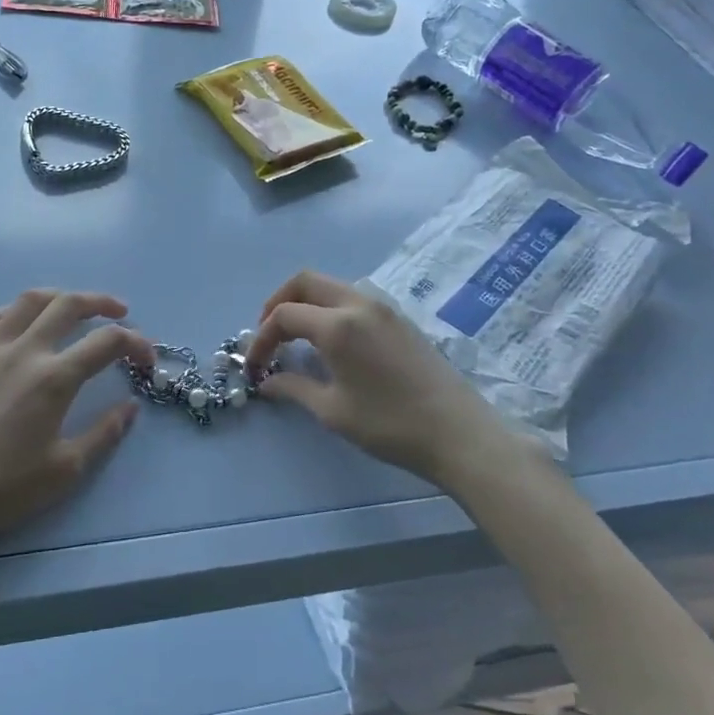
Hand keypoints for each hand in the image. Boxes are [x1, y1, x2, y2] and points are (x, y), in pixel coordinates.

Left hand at [0, 290, 152, 549]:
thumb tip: (130, 406)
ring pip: (28, 301)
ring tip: (73, 306)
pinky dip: (11, 311)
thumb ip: (104, 433)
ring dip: (59, 297)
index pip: (107, 343)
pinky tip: (19, 321)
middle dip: (101, 303)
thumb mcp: (66, 470)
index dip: (136, 343)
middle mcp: (24, 352)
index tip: (147, 358)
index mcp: (54, 379)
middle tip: (119, 313)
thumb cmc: (4, 488)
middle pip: (69, 305)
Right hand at [249, 270, 519, 490]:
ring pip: (331, 285)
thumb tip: (268, 382)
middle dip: (278, 302)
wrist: (459, 433)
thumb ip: (295, 388)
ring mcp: (383, 307)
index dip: (261, 338)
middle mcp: (358, 303)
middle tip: (268, 335)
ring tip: (296, 337)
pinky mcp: (399, 318)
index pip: (284, 315)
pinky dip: (329, 308)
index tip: (254, 367)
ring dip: (305, 302)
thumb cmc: (391, 424)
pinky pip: (353, 297)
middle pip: (305, 281)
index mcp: (338, 325)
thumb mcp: (334, 411)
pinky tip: (330, 340)